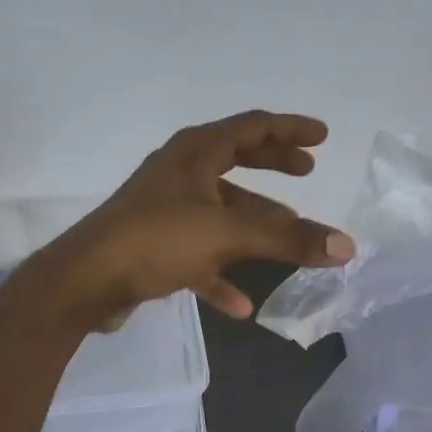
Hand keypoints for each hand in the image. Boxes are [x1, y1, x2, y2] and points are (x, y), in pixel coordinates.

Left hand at [26, 111, 355, 330]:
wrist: (85, 282)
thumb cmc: (156, 239)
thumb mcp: (228, 234)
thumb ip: (289, 240)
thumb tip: (346, 246)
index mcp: (195, 153)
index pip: (252, 126)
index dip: (290, 129)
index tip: (322, 136)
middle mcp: (180, 173)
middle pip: (236, 161)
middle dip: (274, 165)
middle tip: (307, 171)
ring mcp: (166, 210)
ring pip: (221, 210)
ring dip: (254, 222)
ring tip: (288, 234)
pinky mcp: (155, 246)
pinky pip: (200, 254)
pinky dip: (222, 273)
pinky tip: (241, 305)